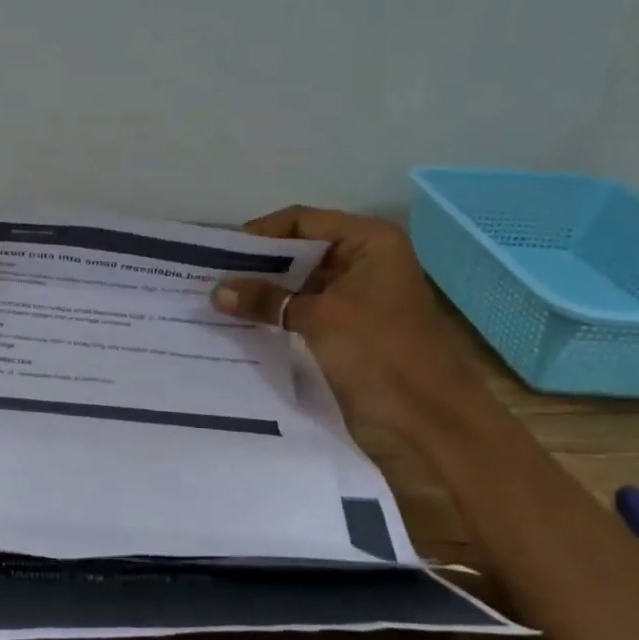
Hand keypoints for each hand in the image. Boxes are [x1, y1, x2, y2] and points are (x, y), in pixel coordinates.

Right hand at [211, 205, 486, 435]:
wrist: (427, 418)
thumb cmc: (380, 352)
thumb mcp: (319, 318)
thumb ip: (266, 299)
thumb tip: (216, 291)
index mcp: (369, 242)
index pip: (302, 221)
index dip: (261, 234)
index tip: (219, 254)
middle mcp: (362, 261)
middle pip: (298, 250)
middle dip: (257, 265)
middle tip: (211, 278)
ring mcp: (355, 296)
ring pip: (298, 283)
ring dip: (263, 292)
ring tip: (217, 301)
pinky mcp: (346, 327)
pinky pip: (302, 310)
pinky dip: (275, 314)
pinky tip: (241, 322)